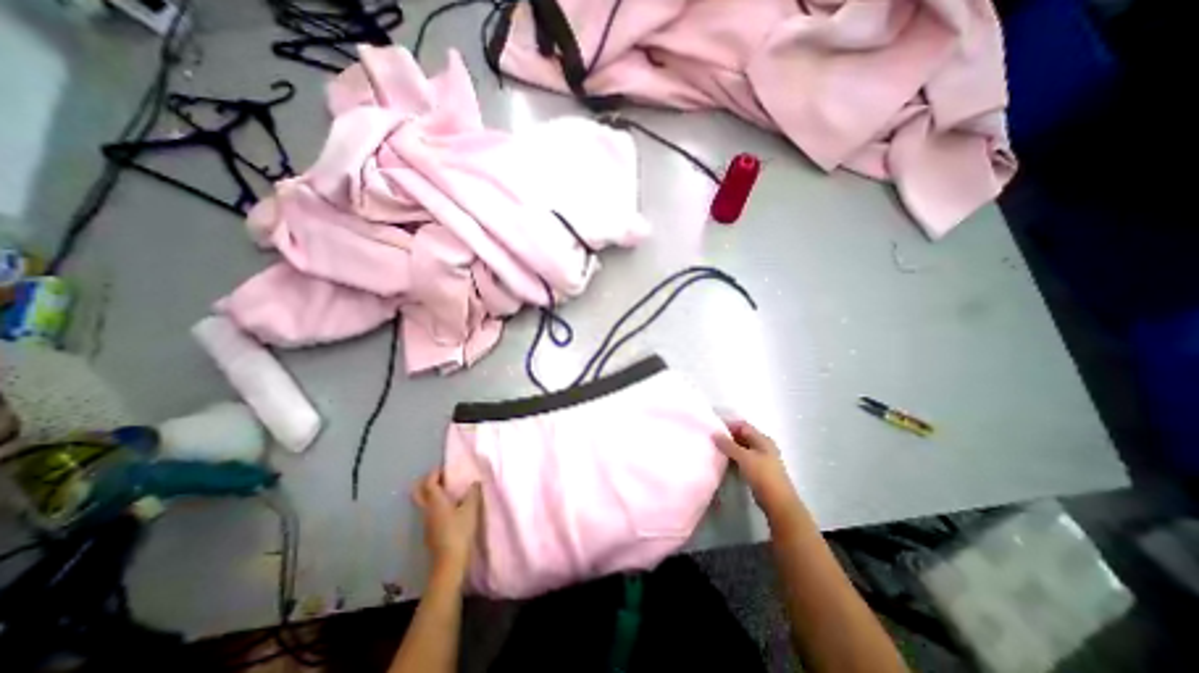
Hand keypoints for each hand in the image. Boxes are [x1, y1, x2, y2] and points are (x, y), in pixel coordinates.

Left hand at [413, 469, 481, 583]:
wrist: (449, 562)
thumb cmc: (460, 531)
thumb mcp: (471, 509)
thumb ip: (473, 493)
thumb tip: (475, 482)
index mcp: (435, 501)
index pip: (428, 482)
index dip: (435, 473)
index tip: (444, 467)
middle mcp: (427, 510)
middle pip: (418, 492)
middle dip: (426, 482)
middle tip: (440, 477)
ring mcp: (426, 522)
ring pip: (423, 502)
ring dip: (432, 494)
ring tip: (448, 491)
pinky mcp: (430, 532)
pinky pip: (429, 512)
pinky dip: (436, 505)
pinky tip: (449, 508)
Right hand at [714, 421, 800, 519]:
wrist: (777, 501)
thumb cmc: (762, 474)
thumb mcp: (743, 457)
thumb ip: (728, 445)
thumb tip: (714, 434)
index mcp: (763, 439)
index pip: (743, 426)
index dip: (729, 425)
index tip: (714, 428)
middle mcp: (764, 446)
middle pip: (743, 436)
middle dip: (729, 437)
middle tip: (713, 439)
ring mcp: (763, 459)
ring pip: (743, 448)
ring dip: (731, 448)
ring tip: (716, 449)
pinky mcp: (759, 470)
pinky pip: (744, 459)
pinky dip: (735, 458)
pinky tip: (725, 461)